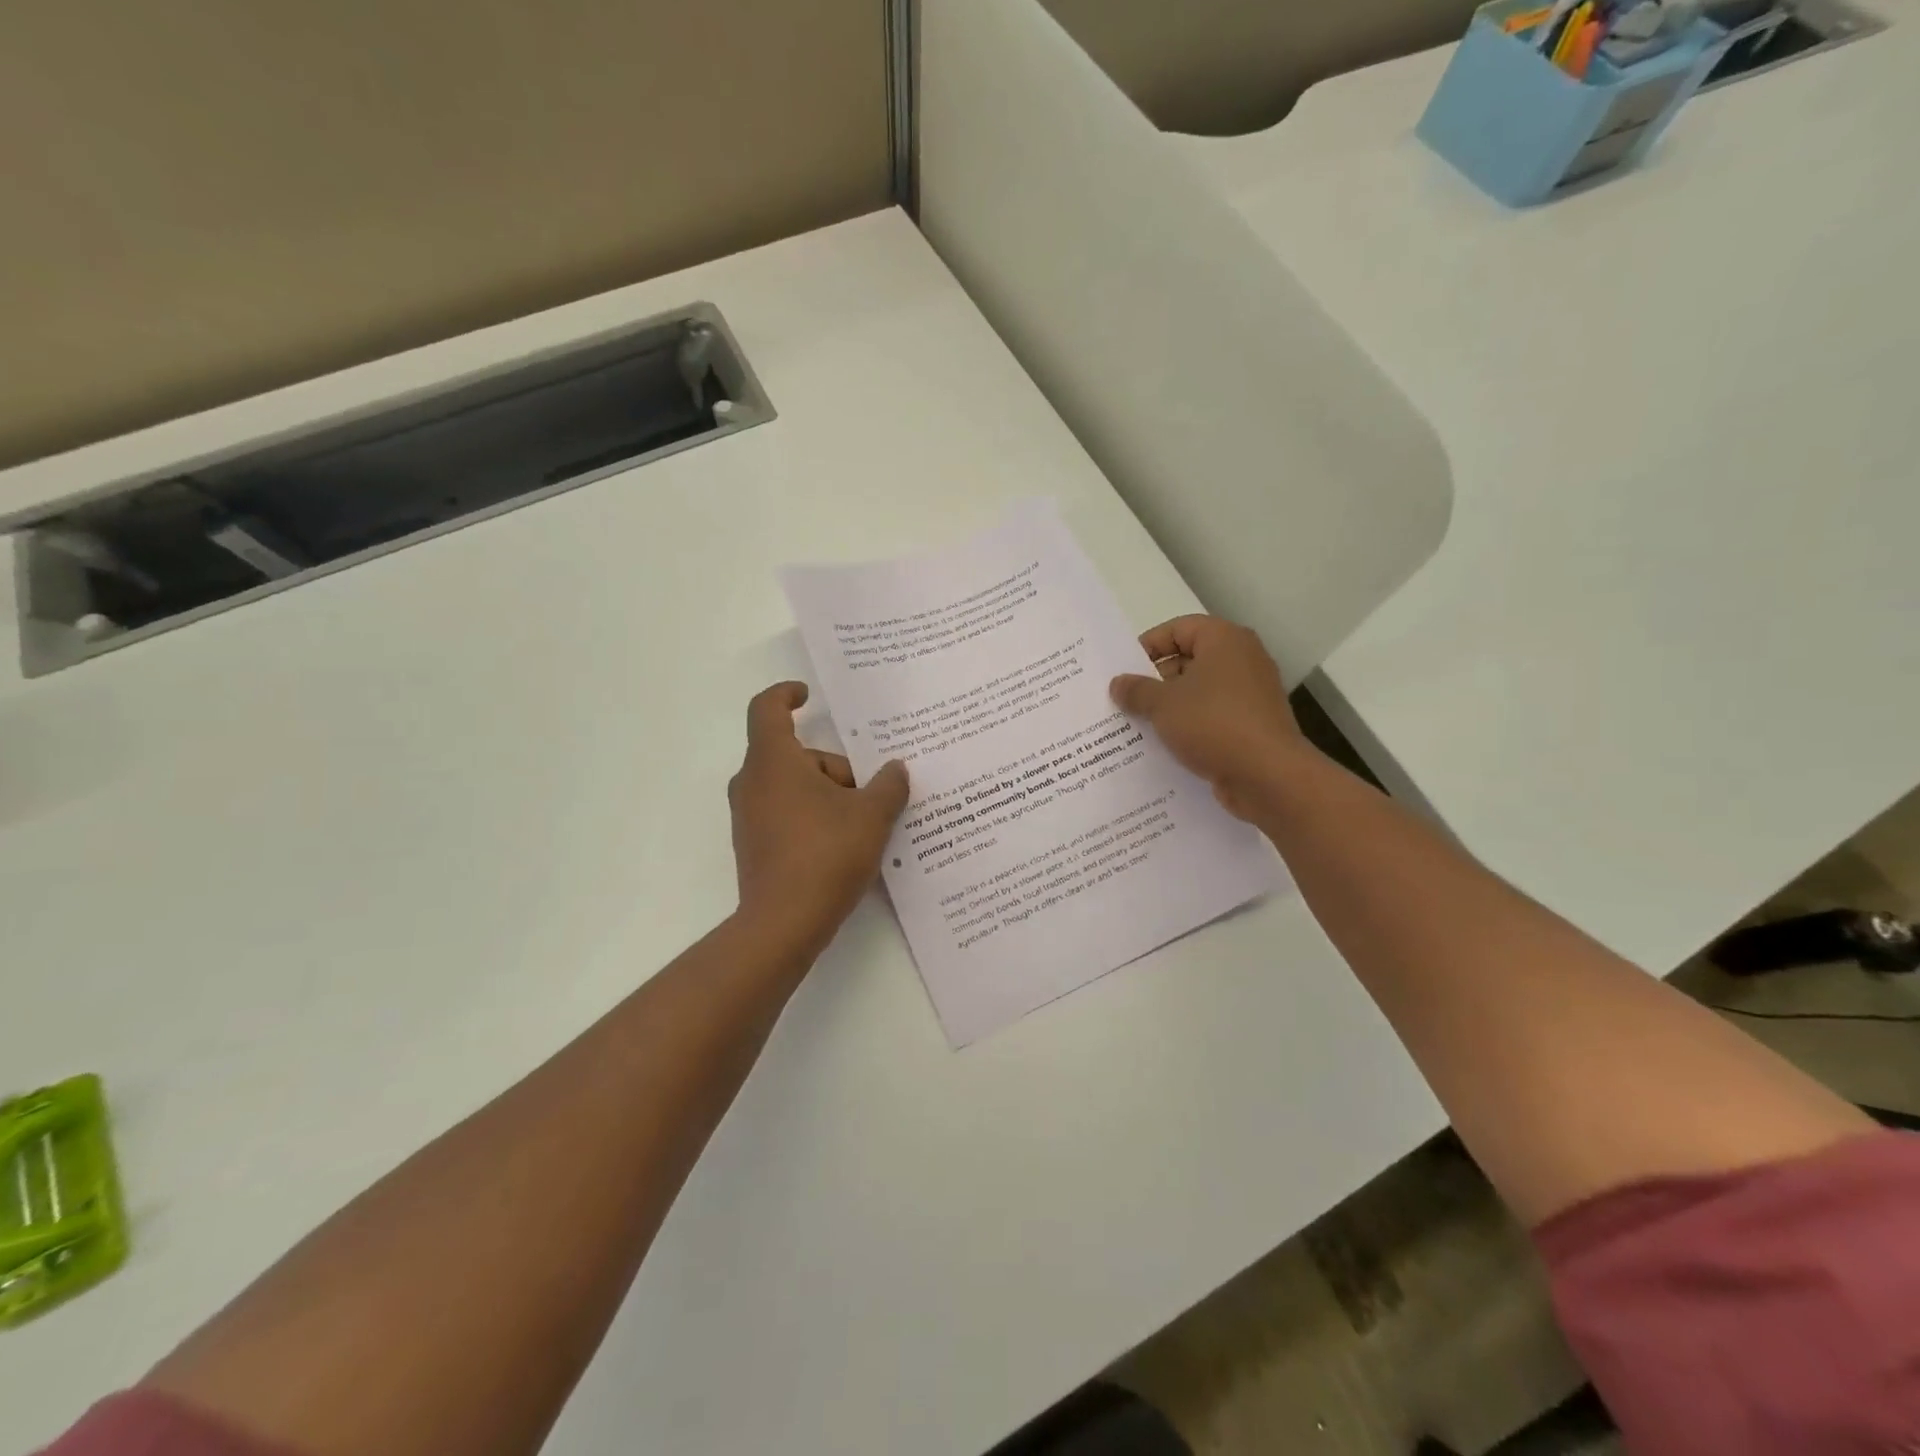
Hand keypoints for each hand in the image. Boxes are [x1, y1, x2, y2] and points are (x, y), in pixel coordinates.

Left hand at [729, 682, 910, 955]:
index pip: (767, 708)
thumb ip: (888, 785)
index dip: (786, 694)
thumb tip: (895, 770)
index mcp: (773, 761)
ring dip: (828, 795)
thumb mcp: (871, 815)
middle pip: (796, 756)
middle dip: (836, 767)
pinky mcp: (754, 845)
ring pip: (793, 787)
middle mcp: (752, 783)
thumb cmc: (826, 854)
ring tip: (866, 823)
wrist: (784, 923)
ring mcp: (749, 816)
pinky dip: (814, 817)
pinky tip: (844, 844)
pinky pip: (787, 813)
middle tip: (872, 792)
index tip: (808, 695)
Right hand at [1109, 616, 1308, 820]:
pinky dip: (1190, 727)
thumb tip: (1118, 683)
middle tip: (1125, 701)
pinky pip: (1212, 717)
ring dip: (1170, 707)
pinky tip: (1165, 746)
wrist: (1268, 776)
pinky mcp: (1252, 725)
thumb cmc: (1213, 723)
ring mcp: (1251, 694)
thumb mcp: (1162, 704)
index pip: (1178, 629)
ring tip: (1138, 725)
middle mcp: (1242, 660)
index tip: (1124, 671)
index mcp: (1224, 640)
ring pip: (1199, 692)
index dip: (1148, 646)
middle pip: (1189, 660)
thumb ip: (1136, 690)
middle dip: (1155, 681)